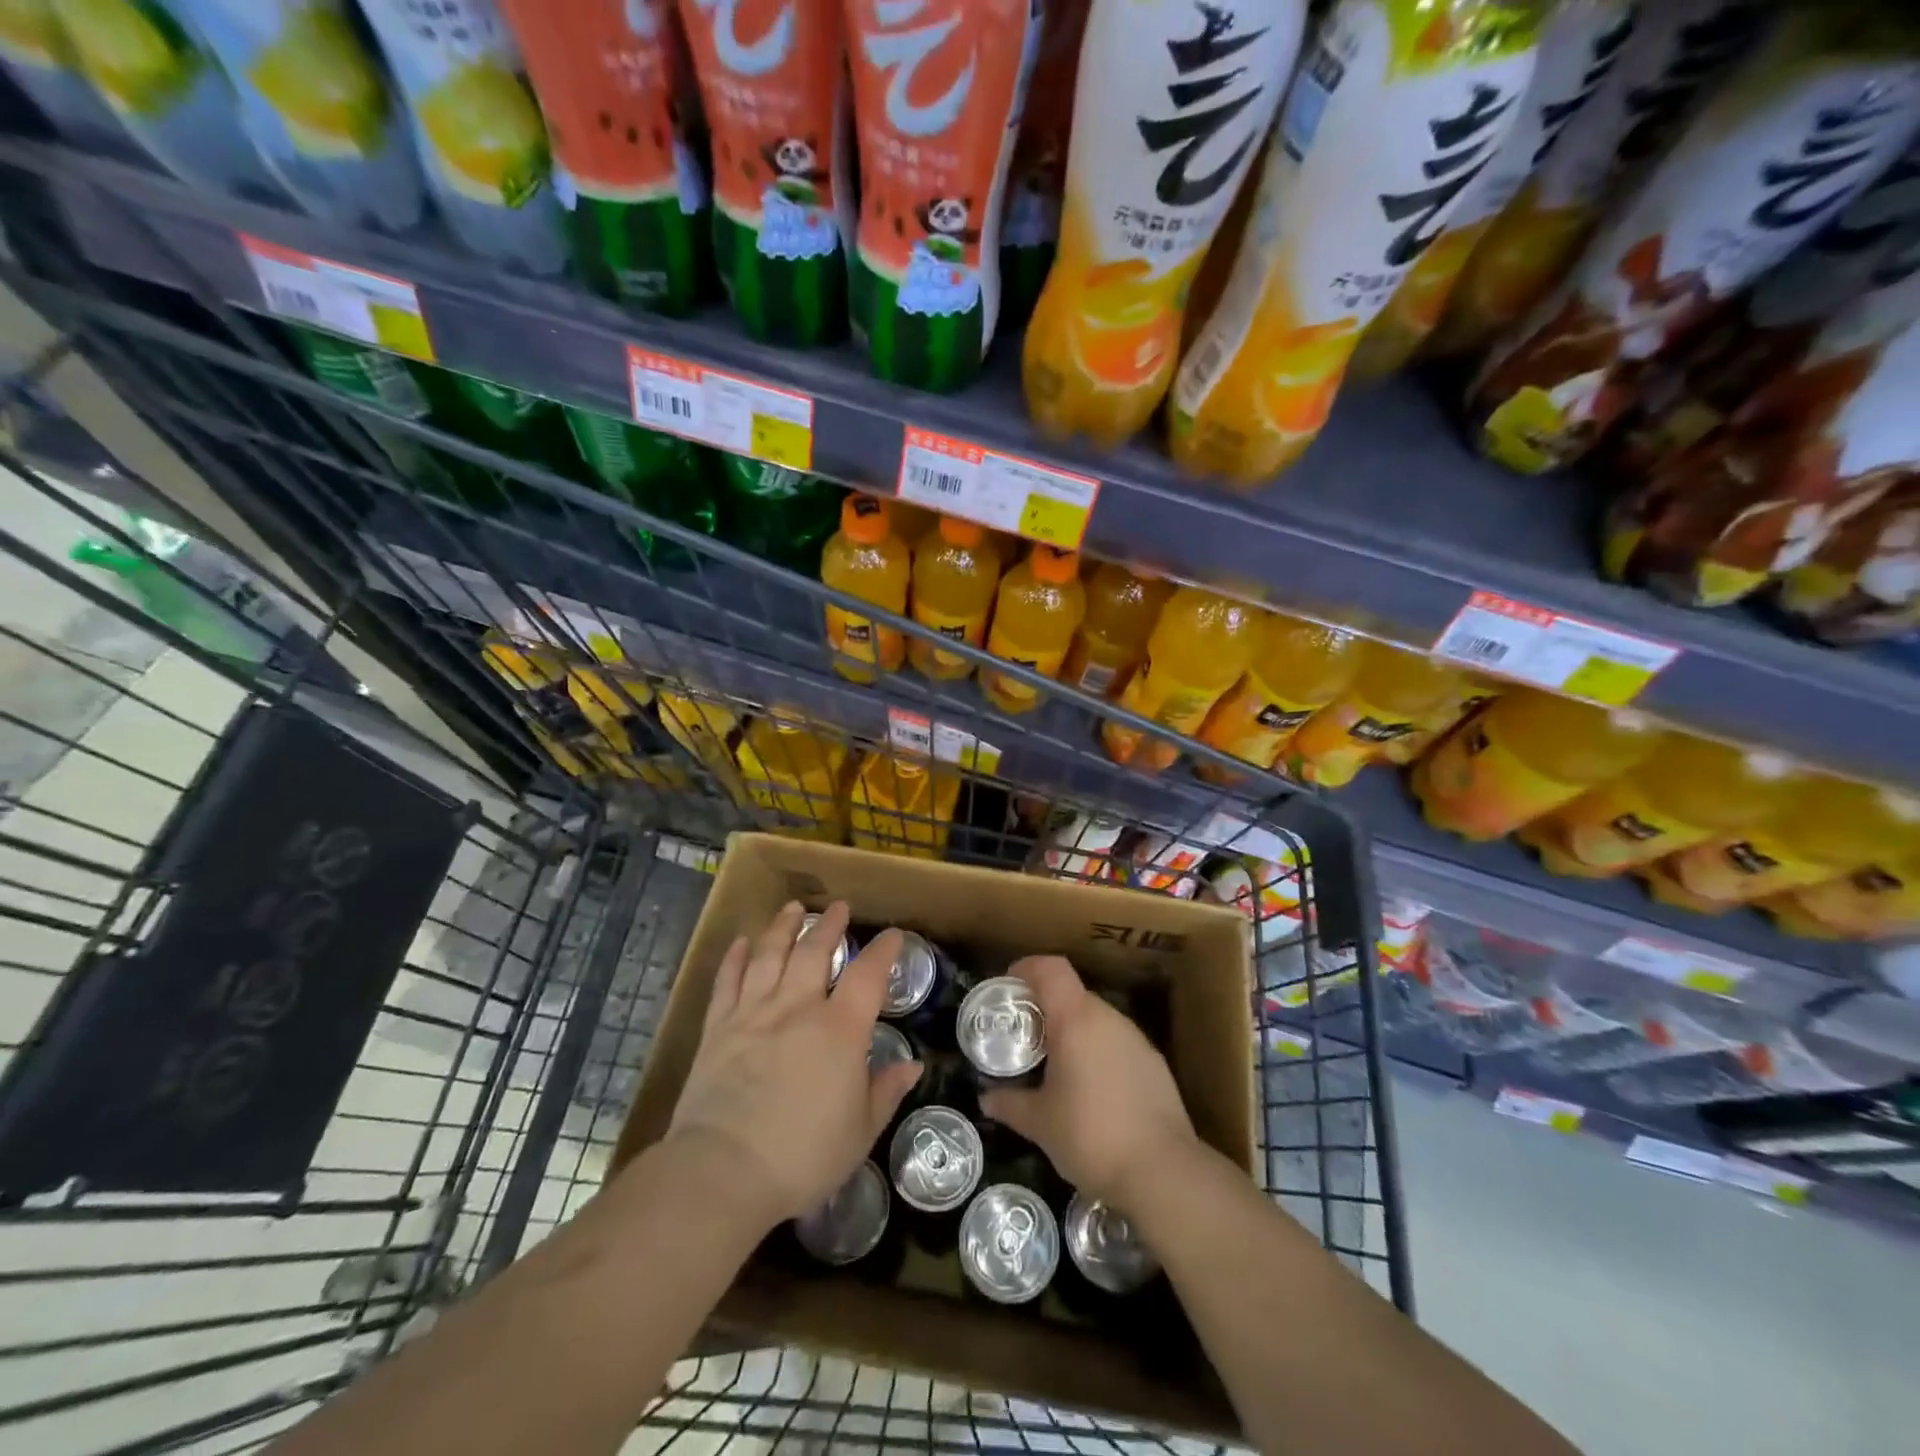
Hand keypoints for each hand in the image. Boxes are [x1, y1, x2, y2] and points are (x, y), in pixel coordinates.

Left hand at [667, 902, 922, 1227]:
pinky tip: (740, 943)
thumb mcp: (860, 1131)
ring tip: (793, 908)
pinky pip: (727, 981)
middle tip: (839, 907)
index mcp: (839, 1029)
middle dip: (830, 925)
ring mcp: (753, 1013)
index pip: (868, 975)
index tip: (892, 935)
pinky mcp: (718, 1028)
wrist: (723, 1171)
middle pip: (814, 951)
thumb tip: (912, 1065)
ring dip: (783, 927)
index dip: (883, 950)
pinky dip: (734, 958)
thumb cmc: (803, 1156)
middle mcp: (797, 1007)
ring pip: (769, 955)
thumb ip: (885, 1091)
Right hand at [978, 955, 1197, 1211]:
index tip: (1009, 985)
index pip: (1051, 968)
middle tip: (1025, 1035)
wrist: (1163, 1172)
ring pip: (1097, 1019)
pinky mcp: (1155, 1064)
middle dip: (1047, 1007)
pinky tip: (1092, 1090)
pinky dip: (1098, 1052)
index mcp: (1076, 1019)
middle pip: (1073, 993)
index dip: (1028, 968)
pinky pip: (1117, 1043)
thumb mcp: (1040, 1123)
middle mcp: (1108, 1018)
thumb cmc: (1090, 1136)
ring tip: (1055, 1064)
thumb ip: (1010, 1104)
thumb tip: (985, 1098)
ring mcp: (1136, 1039)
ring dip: (1074, 1031)